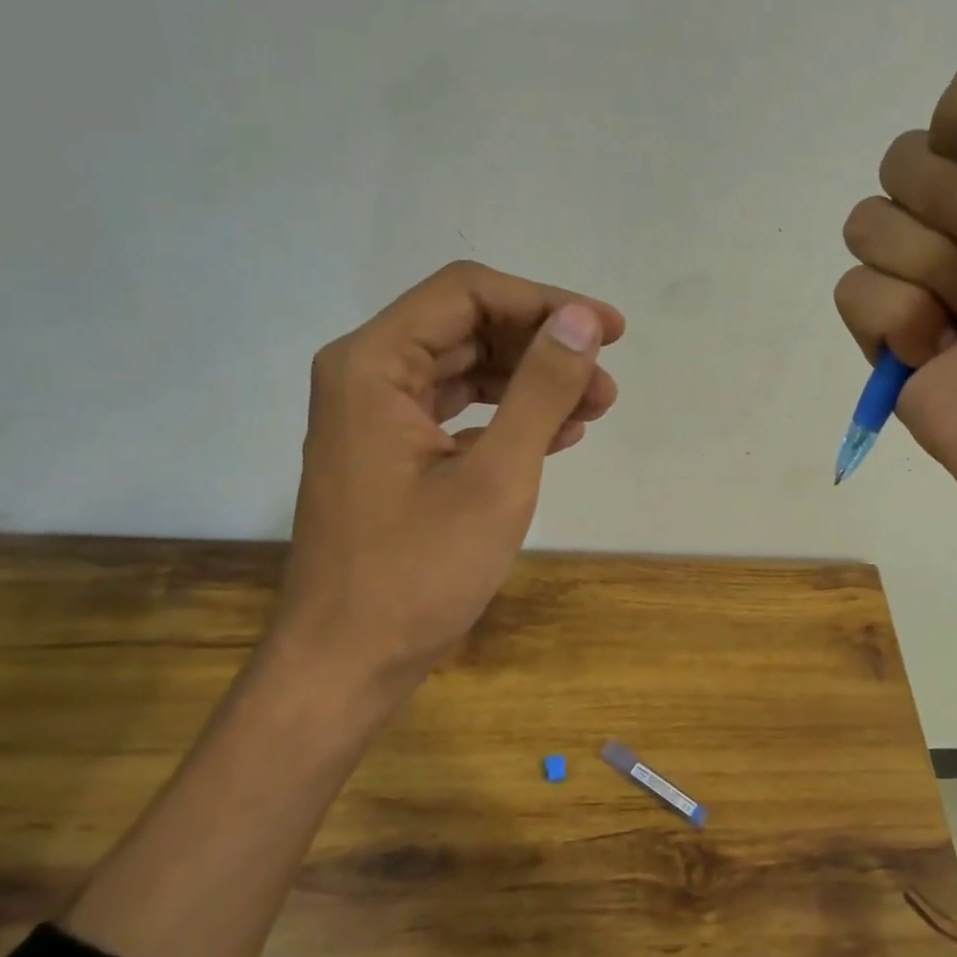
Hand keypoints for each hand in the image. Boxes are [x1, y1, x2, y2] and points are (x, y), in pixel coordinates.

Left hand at [265, 261, 623, 699]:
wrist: (347, 663)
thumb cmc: (418, 572)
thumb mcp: (496, 476)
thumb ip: (541, 389)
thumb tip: (583, 320)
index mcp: (374, 364)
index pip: (468, 293)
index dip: (545, 302)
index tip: (609, 331)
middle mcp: (367, 376)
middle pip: (468, 328)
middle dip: (543, 348)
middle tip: (607, 384)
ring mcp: (376, 419)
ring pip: (466, 372)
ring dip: (532, 384)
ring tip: (593, 411)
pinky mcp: (391, 456)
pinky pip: (457, 414)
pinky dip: (507, 418)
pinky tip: (556, 437)